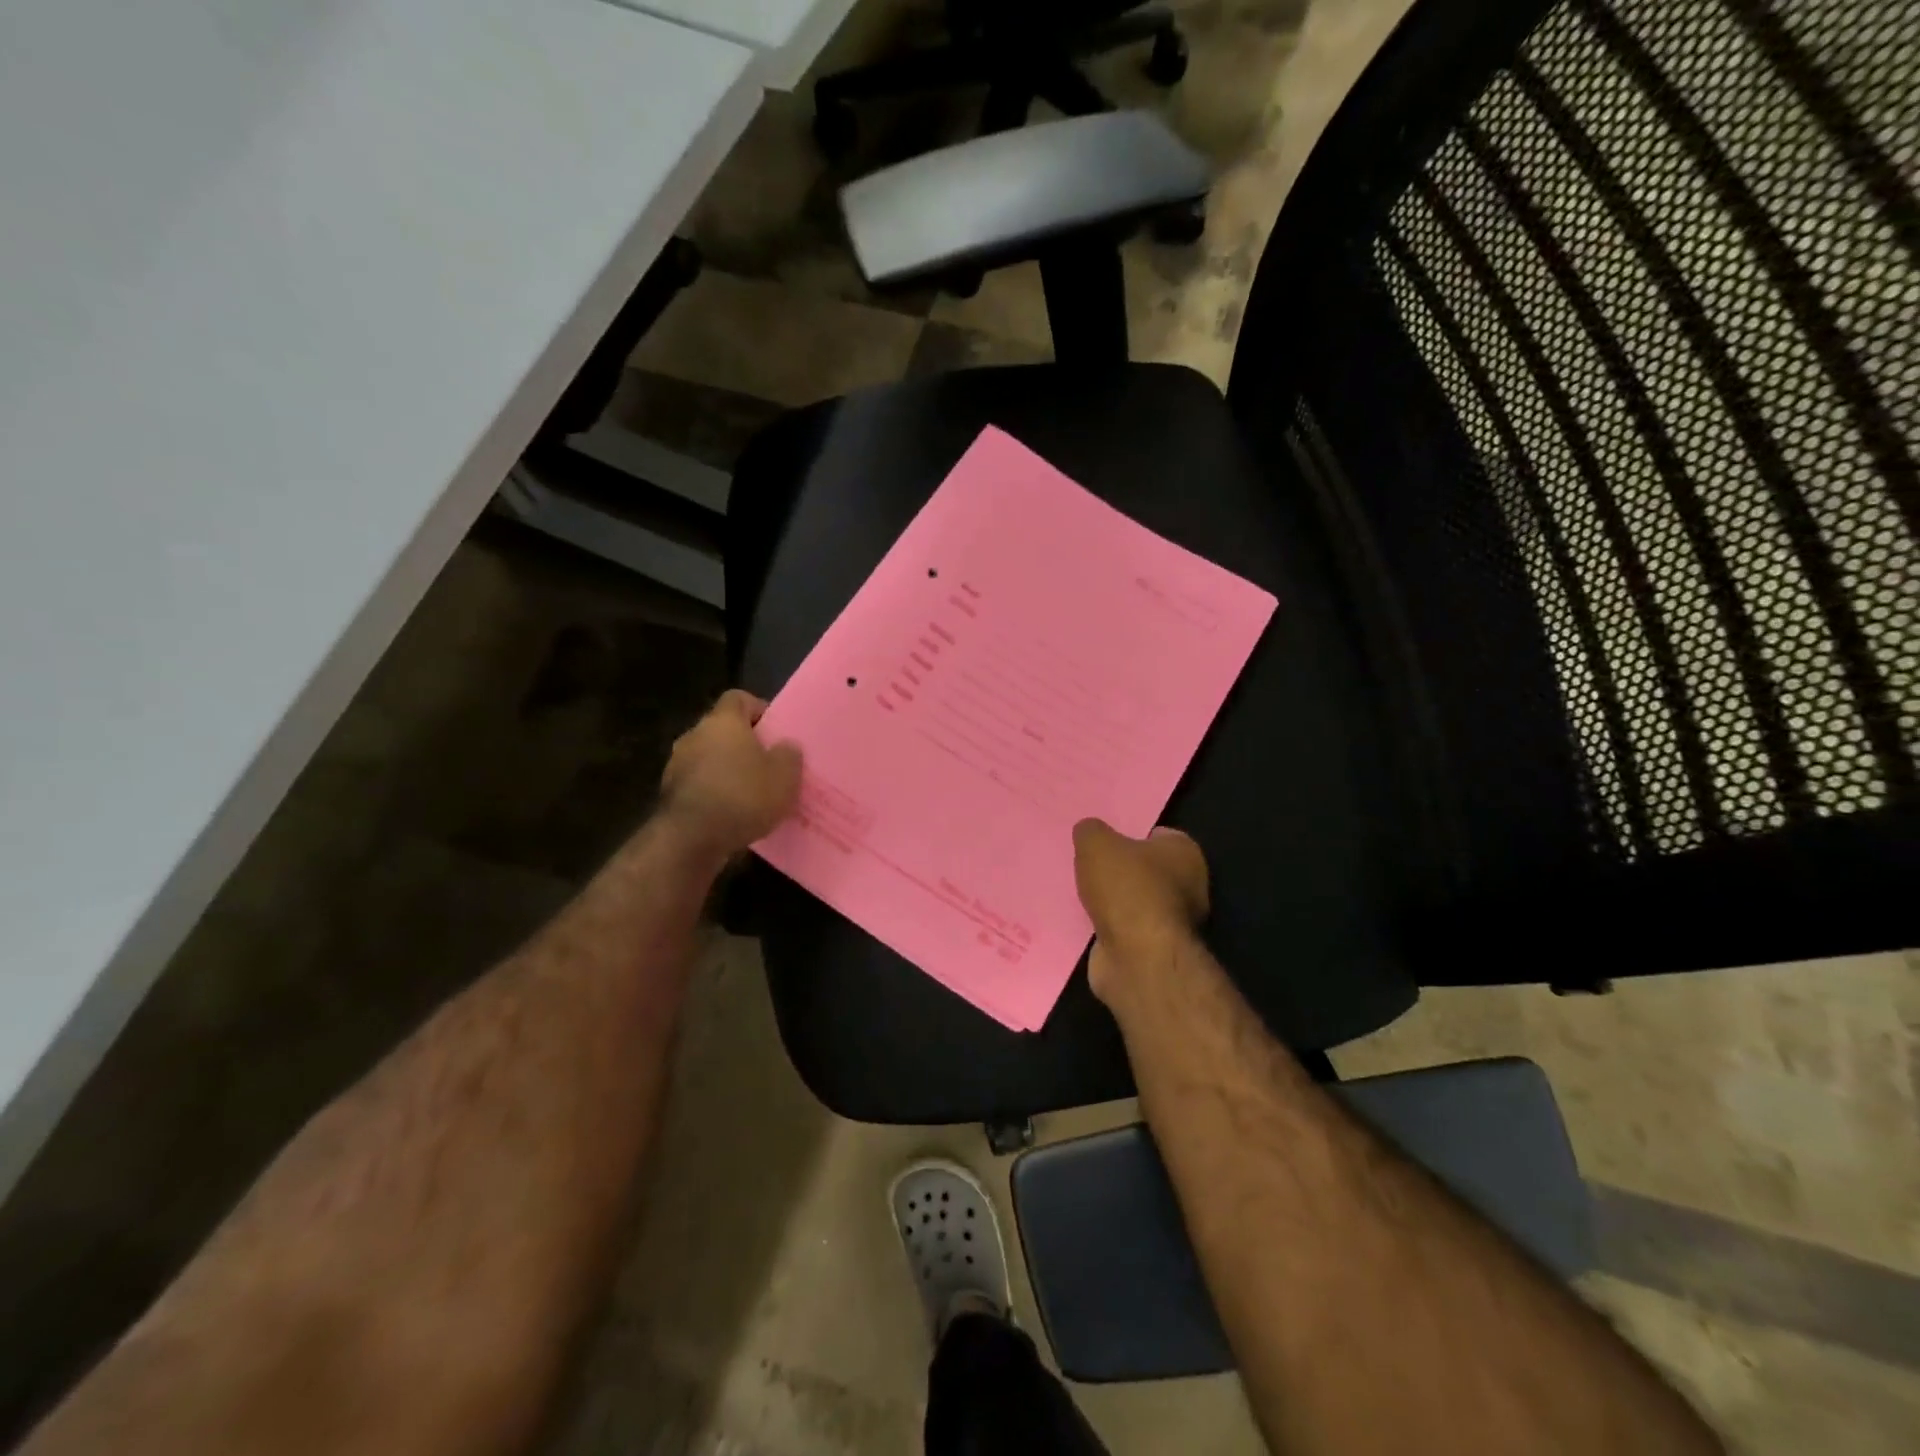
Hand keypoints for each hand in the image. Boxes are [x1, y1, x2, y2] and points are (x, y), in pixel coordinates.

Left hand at [659, 691, 801, 858]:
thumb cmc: (743, 796)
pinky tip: (732, 813)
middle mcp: (695, 734)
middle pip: (722, 729)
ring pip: (709, 757)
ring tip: (751, 792)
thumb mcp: (784, 776)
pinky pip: (699, 783)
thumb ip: (789, 755)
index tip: (775, 730)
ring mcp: (677, 764)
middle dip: (744, 744)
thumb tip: (785, 746)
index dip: (758, 709)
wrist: (691, 839)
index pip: (738, 698)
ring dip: (727, 769)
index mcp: (723, 721)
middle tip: (768, 763)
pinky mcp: (670, 793)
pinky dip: (714, 792)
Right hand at [1073, 819, 1208, 1004]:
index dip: (1131, 833)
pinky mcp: (1154, 949)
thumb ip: (1091, 831)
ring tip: (1081, 891)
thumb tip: (1089, 831)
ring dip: (1113, 900)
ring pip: (1135, 901)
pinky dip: (1109, 925)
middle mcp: (1188, 886)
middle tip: (1088, 864)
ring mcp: (1173, 921)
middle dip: (1120, 869)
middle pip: (1147, 869)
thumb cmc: (1126, 888)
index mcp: (1184, 853)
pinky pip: (1126, 928)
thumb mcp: (1096, 843)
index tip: (1105, 838)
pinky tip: (1085, 919)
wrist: (1136, 956)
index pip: (1158, 835)